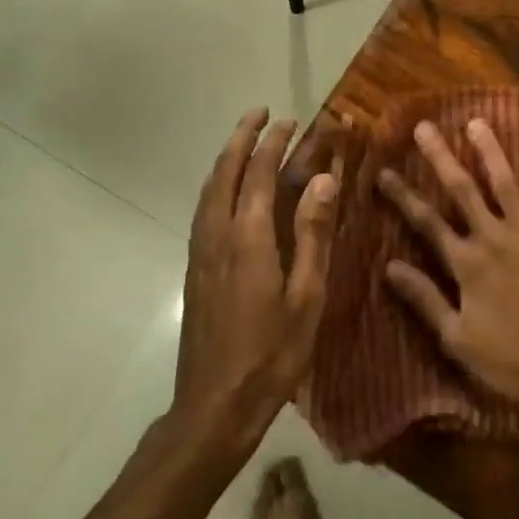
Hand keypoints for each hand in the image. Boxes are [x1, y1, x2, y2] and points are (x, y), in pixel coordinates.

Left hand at [177, 108, 338, 459]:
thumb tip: (323, 179)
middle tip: (261, 113)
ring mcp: (201, 252)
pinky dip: (217, 185)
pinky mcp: (195, 269)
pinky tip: (228, 192)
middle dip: (243, 139)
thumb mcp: (307, 295)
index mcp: (248, 238)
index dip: (275, 143)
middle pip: (225, 173)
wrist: (214, 404)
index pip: (258, 174)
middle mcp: (217, 235)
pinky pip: (204, 210)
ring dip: (227, 158)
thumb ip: (313, 233)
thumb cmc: (272, 353)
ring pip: (209, 190)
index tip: (291, 120)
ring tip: (245, 141)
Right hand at [379, 119, 518, 435]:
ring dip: (490, 151)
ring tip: (477, 123)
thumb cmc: (510, 362)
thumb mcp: (457, 338)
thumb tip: (389, 266)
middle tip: (425, 127)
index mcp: (466, 264)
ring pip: (506, 183)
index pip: (426, 222)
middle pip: (462, 190)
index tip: (383, 171)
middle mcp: (493, 238)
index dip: (403, 196)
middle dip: (441, 157)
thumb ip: (425, 298)